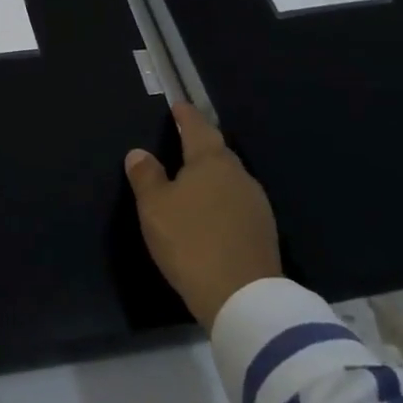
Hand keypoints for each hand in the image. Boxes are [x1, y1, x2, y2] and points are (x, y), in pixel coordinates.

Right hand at [125, 101, 281, 330]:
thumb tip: (139, 153)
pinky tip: (212, 212)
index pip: (197, 127)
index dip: (185, 116)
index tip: (178, 106)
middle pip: (217, 151)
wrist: (242, 297)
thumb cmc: (191, 241)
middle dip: (200, 145)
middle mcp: (238, 174)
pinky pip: (237, 202)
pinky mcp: (263, 231)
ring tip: (193, 180)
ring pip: (229, 178)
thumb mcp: (155, 207)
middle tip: (182, 142)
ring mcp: (256, 203)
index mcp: (211, 161)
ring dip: (212, 175)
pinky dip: (222, 200)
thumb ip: (146, 176)